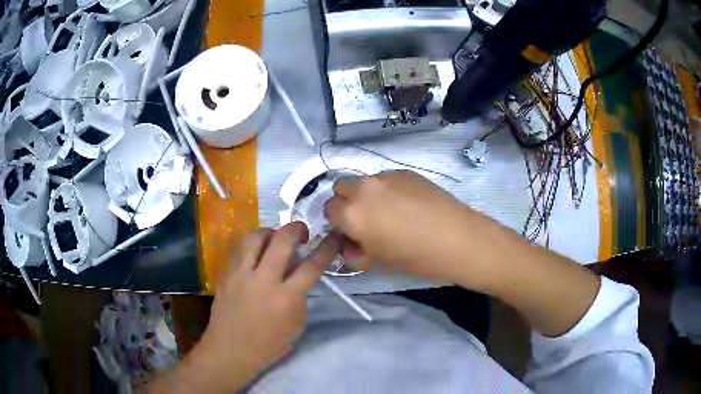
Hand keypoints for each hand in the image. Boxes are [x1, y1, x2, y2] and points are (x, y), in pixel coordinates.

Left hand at [194, 223, 338, 390]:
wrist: (230, 350)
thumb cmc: (268, 345)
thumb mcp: (296, 324)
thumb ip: (300, 296)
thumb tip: (298, 273)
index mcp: (286, 298)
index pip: (311, 266)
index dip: (326, 248)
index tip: (332, 238)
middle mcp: (263, 280)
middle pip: (282, 241)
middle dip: (297, 228)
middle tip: (302, 232)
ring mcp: (240, 274)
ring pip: (255, 237)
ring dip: (270, 232)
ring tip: (275, 239)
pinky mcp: (226, 274)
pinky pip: (240, 249)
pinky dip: (252, 246)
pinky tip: (256, 254)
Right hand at [324, 170, 472, 283]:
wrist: (456, 238)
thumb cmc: (415, 256)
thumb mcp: (378, 260)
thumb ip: (356, 249)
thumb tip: (352, 243)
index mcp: (352, 213)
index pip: (328, 210)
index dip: (338, 223)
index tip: (351, 233)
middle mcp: (363, 189)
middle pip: (341, 189)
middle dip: (348, 203)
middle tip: (367, 220)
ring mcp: (385, 176)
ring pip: (364, 182)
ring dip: (367, 195)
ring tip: (390, 211)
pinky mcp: (404, 171)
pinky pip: (385, 178)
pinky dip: (388, 189)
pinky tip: (408, 204)